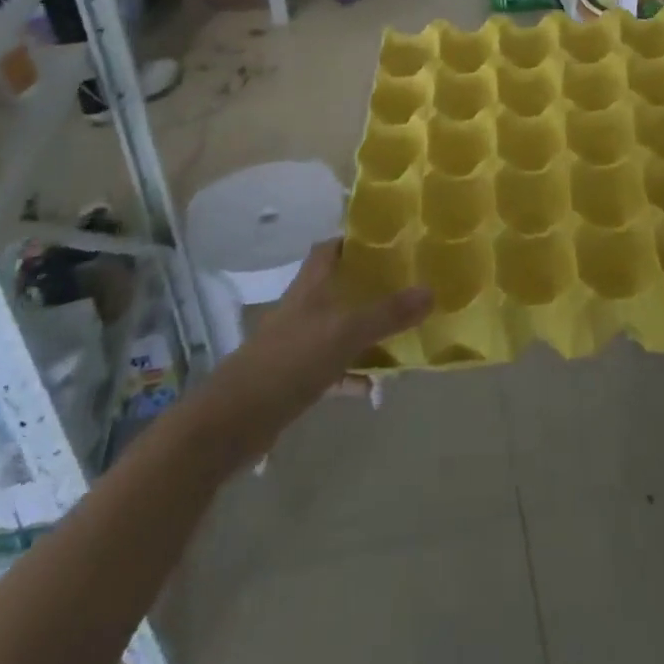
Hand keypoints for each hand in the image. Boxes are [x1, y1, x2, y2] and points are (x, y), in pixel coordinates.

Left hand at [238, 240, 431, 400]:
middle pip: (337, 288)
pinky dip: (352, 374)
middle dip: (368, 287)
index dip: (354, 241)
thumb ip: (387, 314)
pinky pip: (332, 369)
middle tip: (404, 286)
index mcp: (310, 287)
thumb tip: (431, 291)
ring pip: (337, 329)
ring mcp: (296, 345)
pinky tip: (375, 386)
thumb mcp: (345, 333)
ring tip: (401, 334)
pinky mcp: (294, 379)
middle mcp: (303, 309)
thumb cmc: (290, 361)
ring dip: (364, 332)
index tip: (387, 241)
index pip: (329, 249)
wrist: (233, 422)